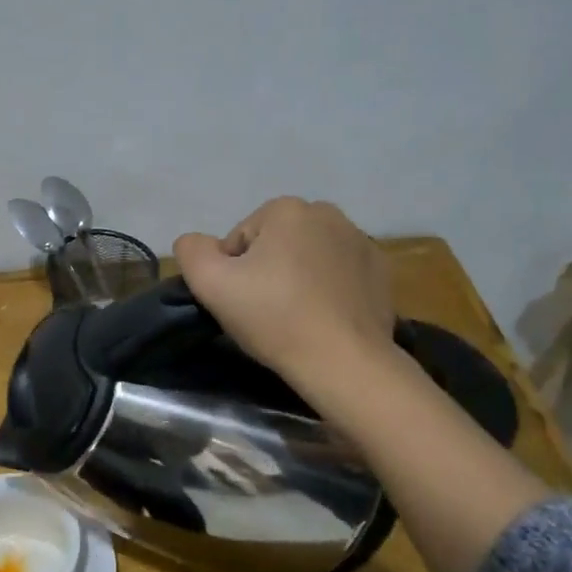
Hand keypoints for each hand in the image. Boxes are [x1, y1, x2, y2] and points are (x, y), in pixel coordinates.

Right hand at [174, 197, 397, 382]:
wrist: (343, 361)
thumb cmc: (274, 317)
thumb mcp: (210, 284)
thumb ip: (191, 251)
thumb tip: (195, 243)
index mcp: (287, 209)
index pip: (241, 239)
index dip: (232, 272)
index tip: (241, 302)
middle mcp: (328, 214)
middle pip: (276, 244)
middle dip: (267, 271)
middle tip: (265, 311)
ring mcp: (360, 241)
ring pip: (309, 257)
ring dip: (298, 278)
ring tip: (295, 317)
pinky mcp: (380, 271)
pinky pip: (339, 274)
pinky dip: (328, 290)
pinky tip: (324, 319)